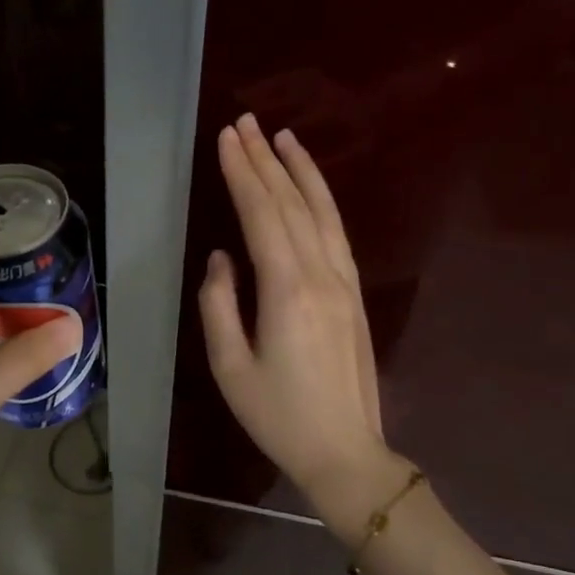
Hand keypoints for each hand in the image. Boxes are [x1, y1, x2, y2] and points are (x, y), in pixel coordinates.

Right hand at [199, 114, 390, 515]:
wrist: (345, 452)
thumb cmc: (278, 415)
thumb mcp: (230, 366)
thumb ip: (219, 304)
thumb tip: (222, 257)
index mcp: (287, 291)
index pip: (262, 215)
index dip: (242, 173)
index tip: (226, 138)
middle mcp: (321, 275)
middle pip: (292, 204)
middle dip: (265, 160)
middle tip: (245, 122)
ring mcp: (345, 282)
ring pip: (322, 212)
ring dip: (301, 170)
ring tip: (283, 137)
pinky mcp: (354, 293)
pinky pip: (337, 233)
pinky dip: (323, 201)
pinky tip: (311, 186)